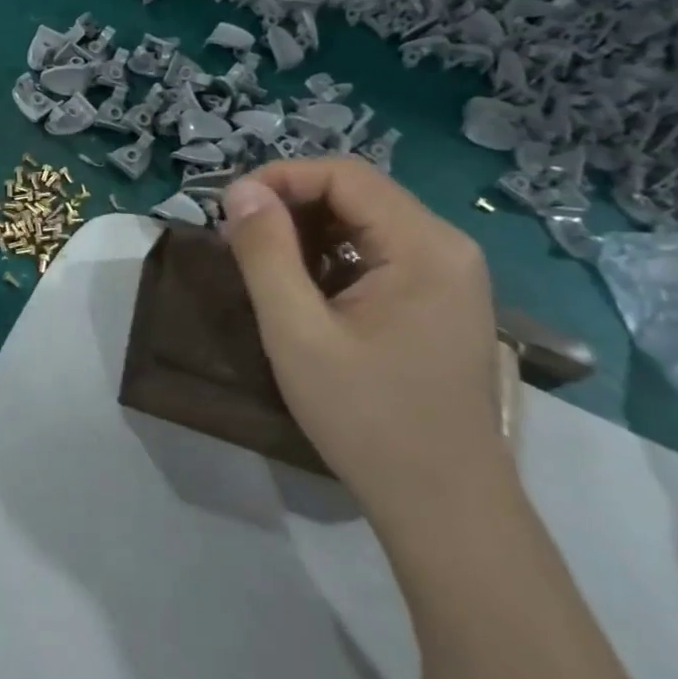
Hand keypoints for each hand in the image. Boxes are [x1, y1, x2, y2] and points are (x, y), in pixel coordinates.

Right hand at [221, 159, 511, 532]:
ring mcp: (450, 276)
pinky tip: (306, 293)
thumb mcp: (296, 332)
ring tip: (265, 267)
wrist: (442, 503)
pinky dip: (333, 259)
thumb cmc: (366, 416)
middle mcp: (448, 247)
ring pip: (366, 224)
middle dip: (291, 206)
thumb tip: (239, 191)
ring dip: (308, 233)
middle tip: (238, 240)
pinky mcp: (441, 301)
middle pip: (358, 194)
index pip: (345, 175)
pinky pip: (379, 255)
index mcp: (424, 246)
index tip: (228, 210)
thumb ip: (265, 254)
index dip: (279, 178)